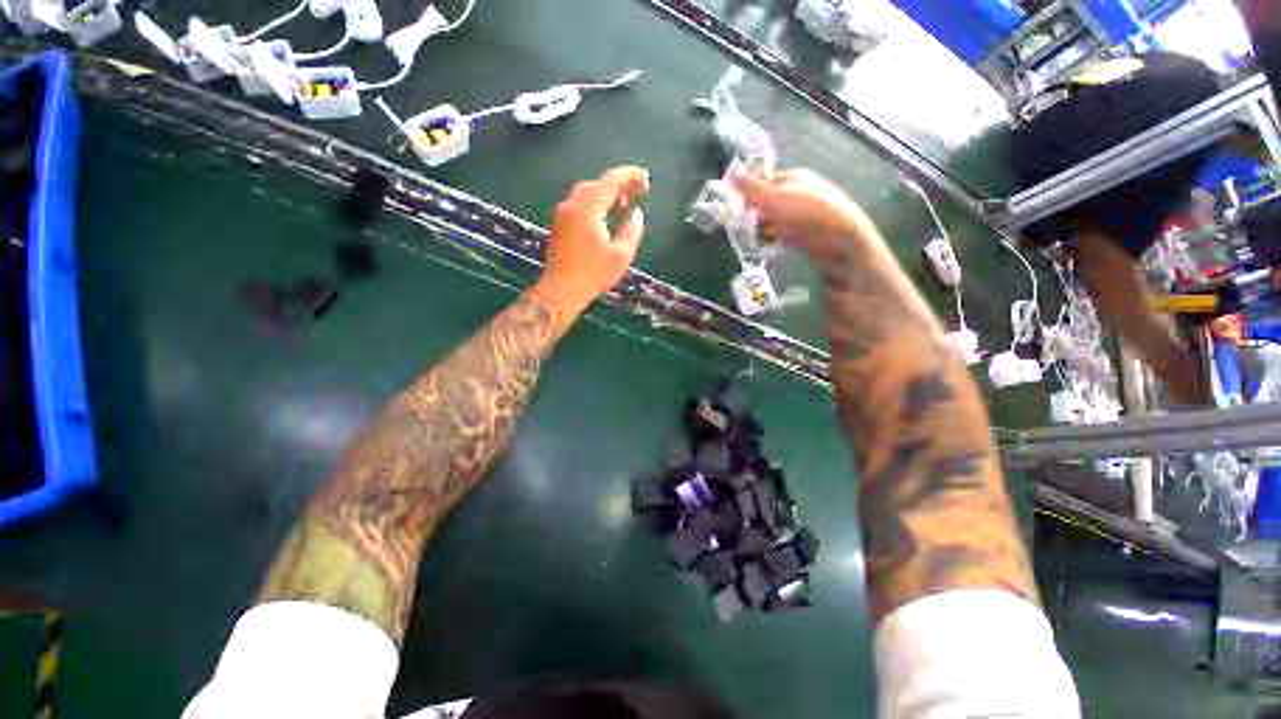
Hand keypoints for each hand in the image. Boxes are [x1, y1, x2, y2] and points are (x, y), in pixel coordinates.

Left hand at [532, 166, 649, 327]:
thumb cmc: (593, 274)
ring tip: (623, 206)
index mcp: (588, 208)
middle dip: (618, 185)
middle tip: (637, 193)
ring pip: (586, 194)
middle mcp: (572, 205)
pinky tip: (605, 219)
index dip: (630, 176)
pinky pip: (579, 206)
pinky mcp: (558, 227)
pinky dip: (595, 205)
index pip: (611, 181)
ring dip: (606, 196)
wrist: (561, 291)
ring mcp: (562, 215)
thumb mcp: (621, 255)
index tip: (646, 179)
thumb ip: (632, 230)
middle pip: (597, 184)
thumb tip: (635, 214)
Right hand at [732, 169, 873, 260]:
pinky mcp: (805, 237)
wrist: (841, 242)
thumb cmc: (808, 213)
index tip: (734, 205)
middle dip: (753, 214)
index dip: (749, 191)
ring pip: (774, 222)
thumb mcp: (776, 198)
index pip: (765, 181)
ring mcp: (803, 217)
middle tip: (739, 226)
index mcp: (795, 178)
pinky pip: (782, 237)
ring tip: (748, 240)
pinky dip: (772, 242)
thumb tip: (731, 175)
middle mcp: (799, 195)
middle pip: (769, 203)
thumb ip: (752, 189)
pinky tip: (765, 248)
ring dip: (761, 230)